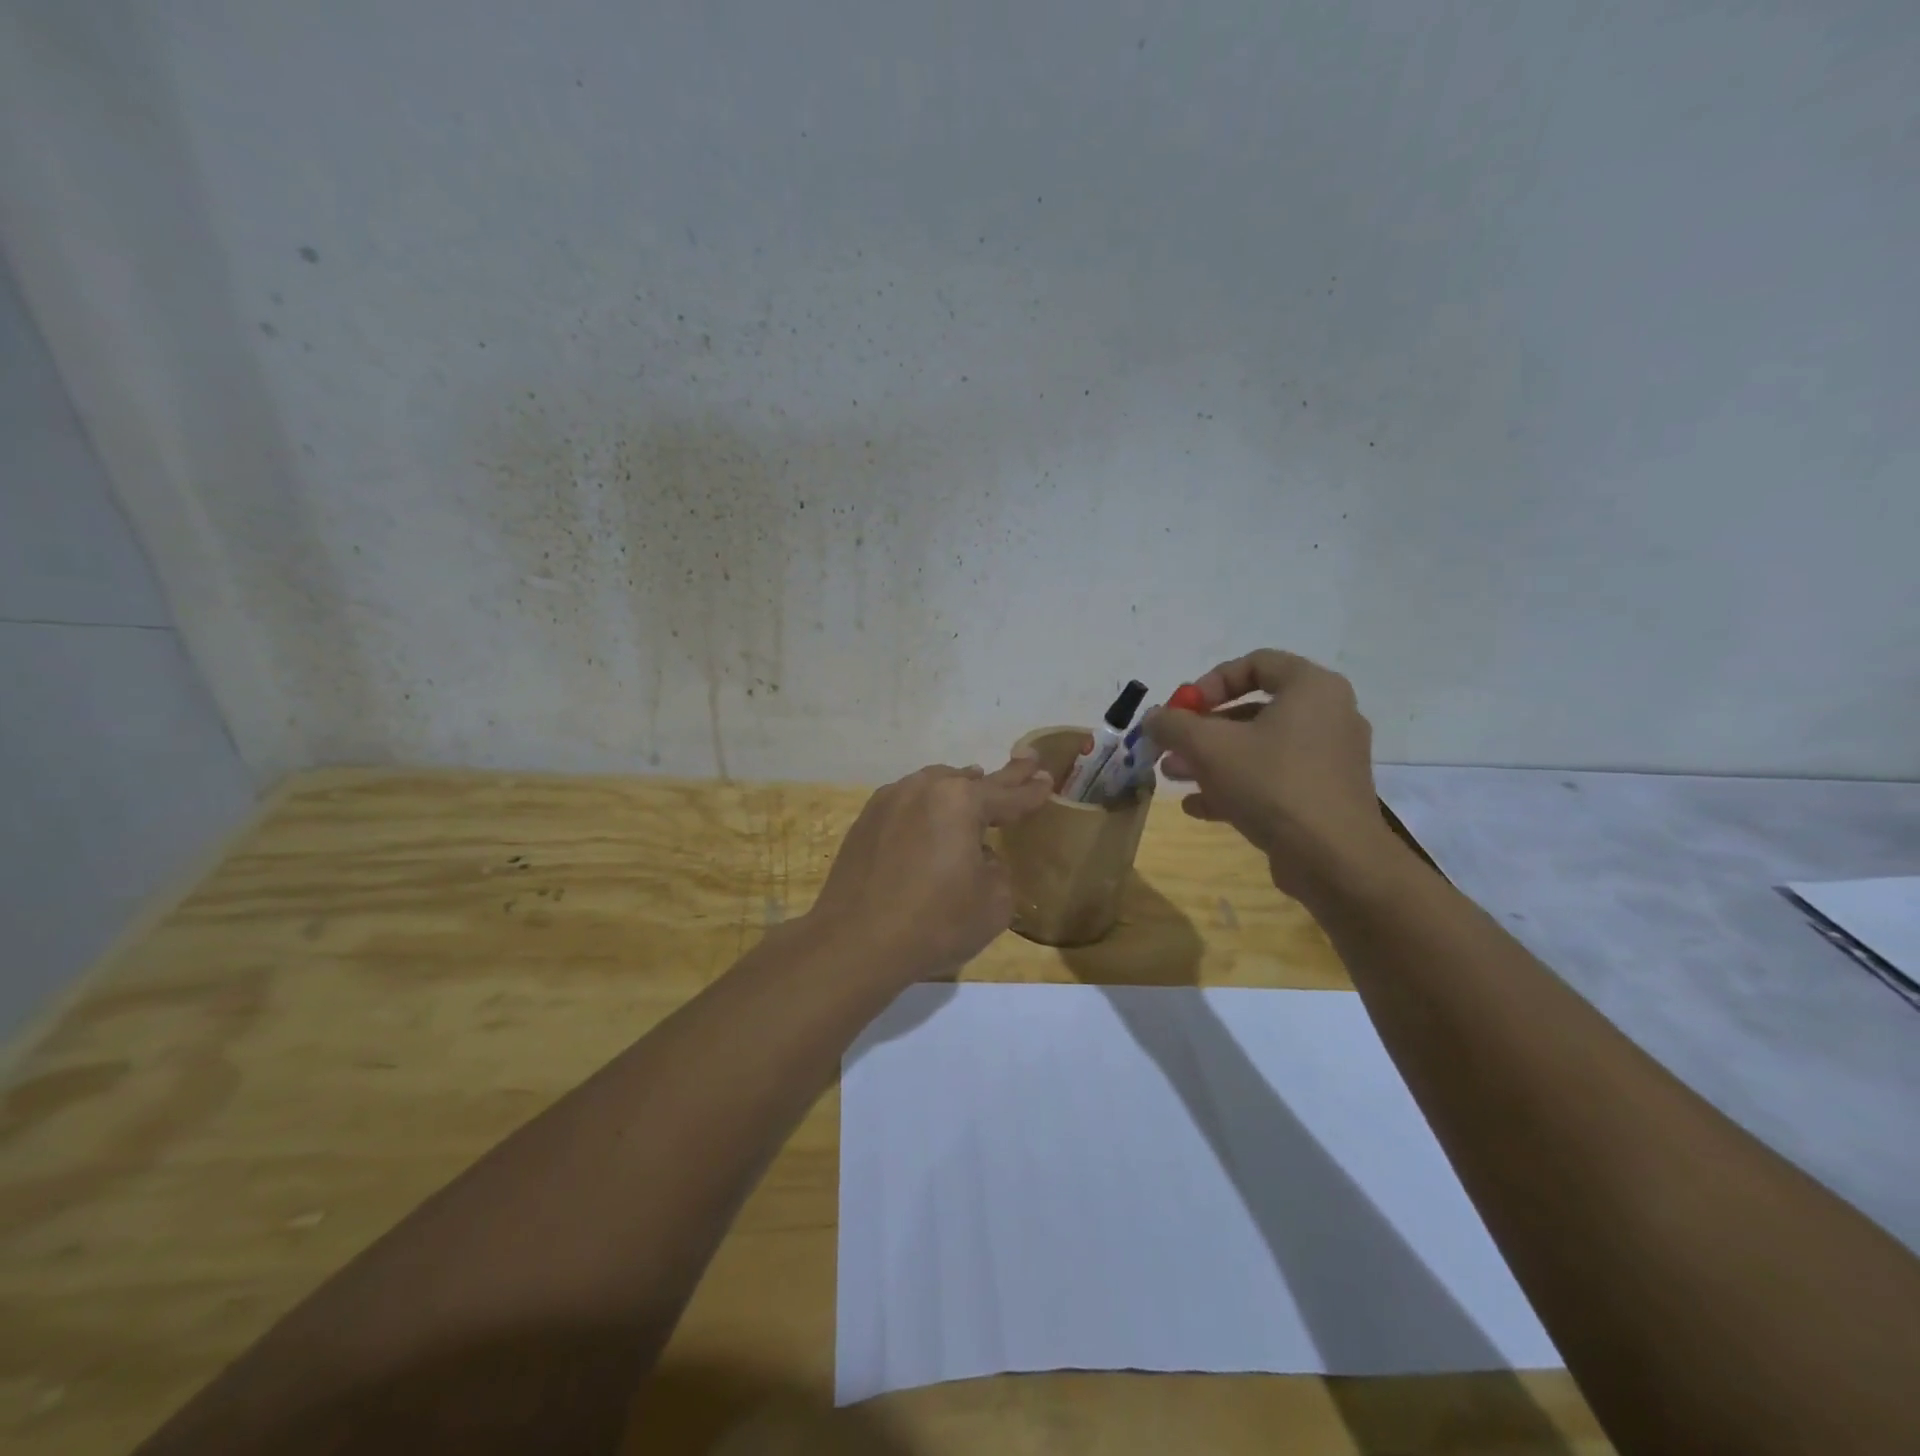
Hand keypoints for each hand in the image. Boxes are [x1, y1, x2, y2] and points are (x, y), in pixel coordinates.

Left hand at [807, 751, 1053, 982]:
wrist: (855, 942)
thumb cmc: (935, 922)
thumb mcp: (994, 902)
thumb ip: (997, 869)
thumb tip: (977, 857)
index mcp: (960, 801)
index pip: (1008, 795)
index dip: (1031, 791)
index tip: (1047, 779)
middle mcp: (924, 788)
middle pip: (970, 781)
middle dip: (1002, 777)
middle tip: (1026, 762)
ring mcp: (889, 800)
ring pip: (934, 786)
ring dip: (958, 789)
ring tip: (974, 788)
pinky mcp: (865, 820)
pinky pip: (907, 803)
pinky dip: (926, 807)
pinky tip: (929, 820)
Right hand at [1145, 649, 1401, 902]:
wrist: (1334, 859)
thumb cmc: (1272, 783)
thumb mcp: (1209, 747)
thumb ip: (1174, 725)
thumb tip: (1153, 718)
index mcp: (1312, 688)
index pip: (1256, 663)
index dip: (1210, 681)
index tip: (1182, 709)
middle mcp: (1328, 716)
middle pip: (1252, 710)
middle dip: (1202, 729)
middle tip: (1170, 746)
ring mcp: (1328, 759)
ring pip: (1259, 749)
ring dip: (1211, 760)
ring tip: (1173, 776)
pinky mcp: (1323, 796)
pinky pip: (1273, 780)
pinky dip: (1236, 787)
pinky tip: (1198, 807)